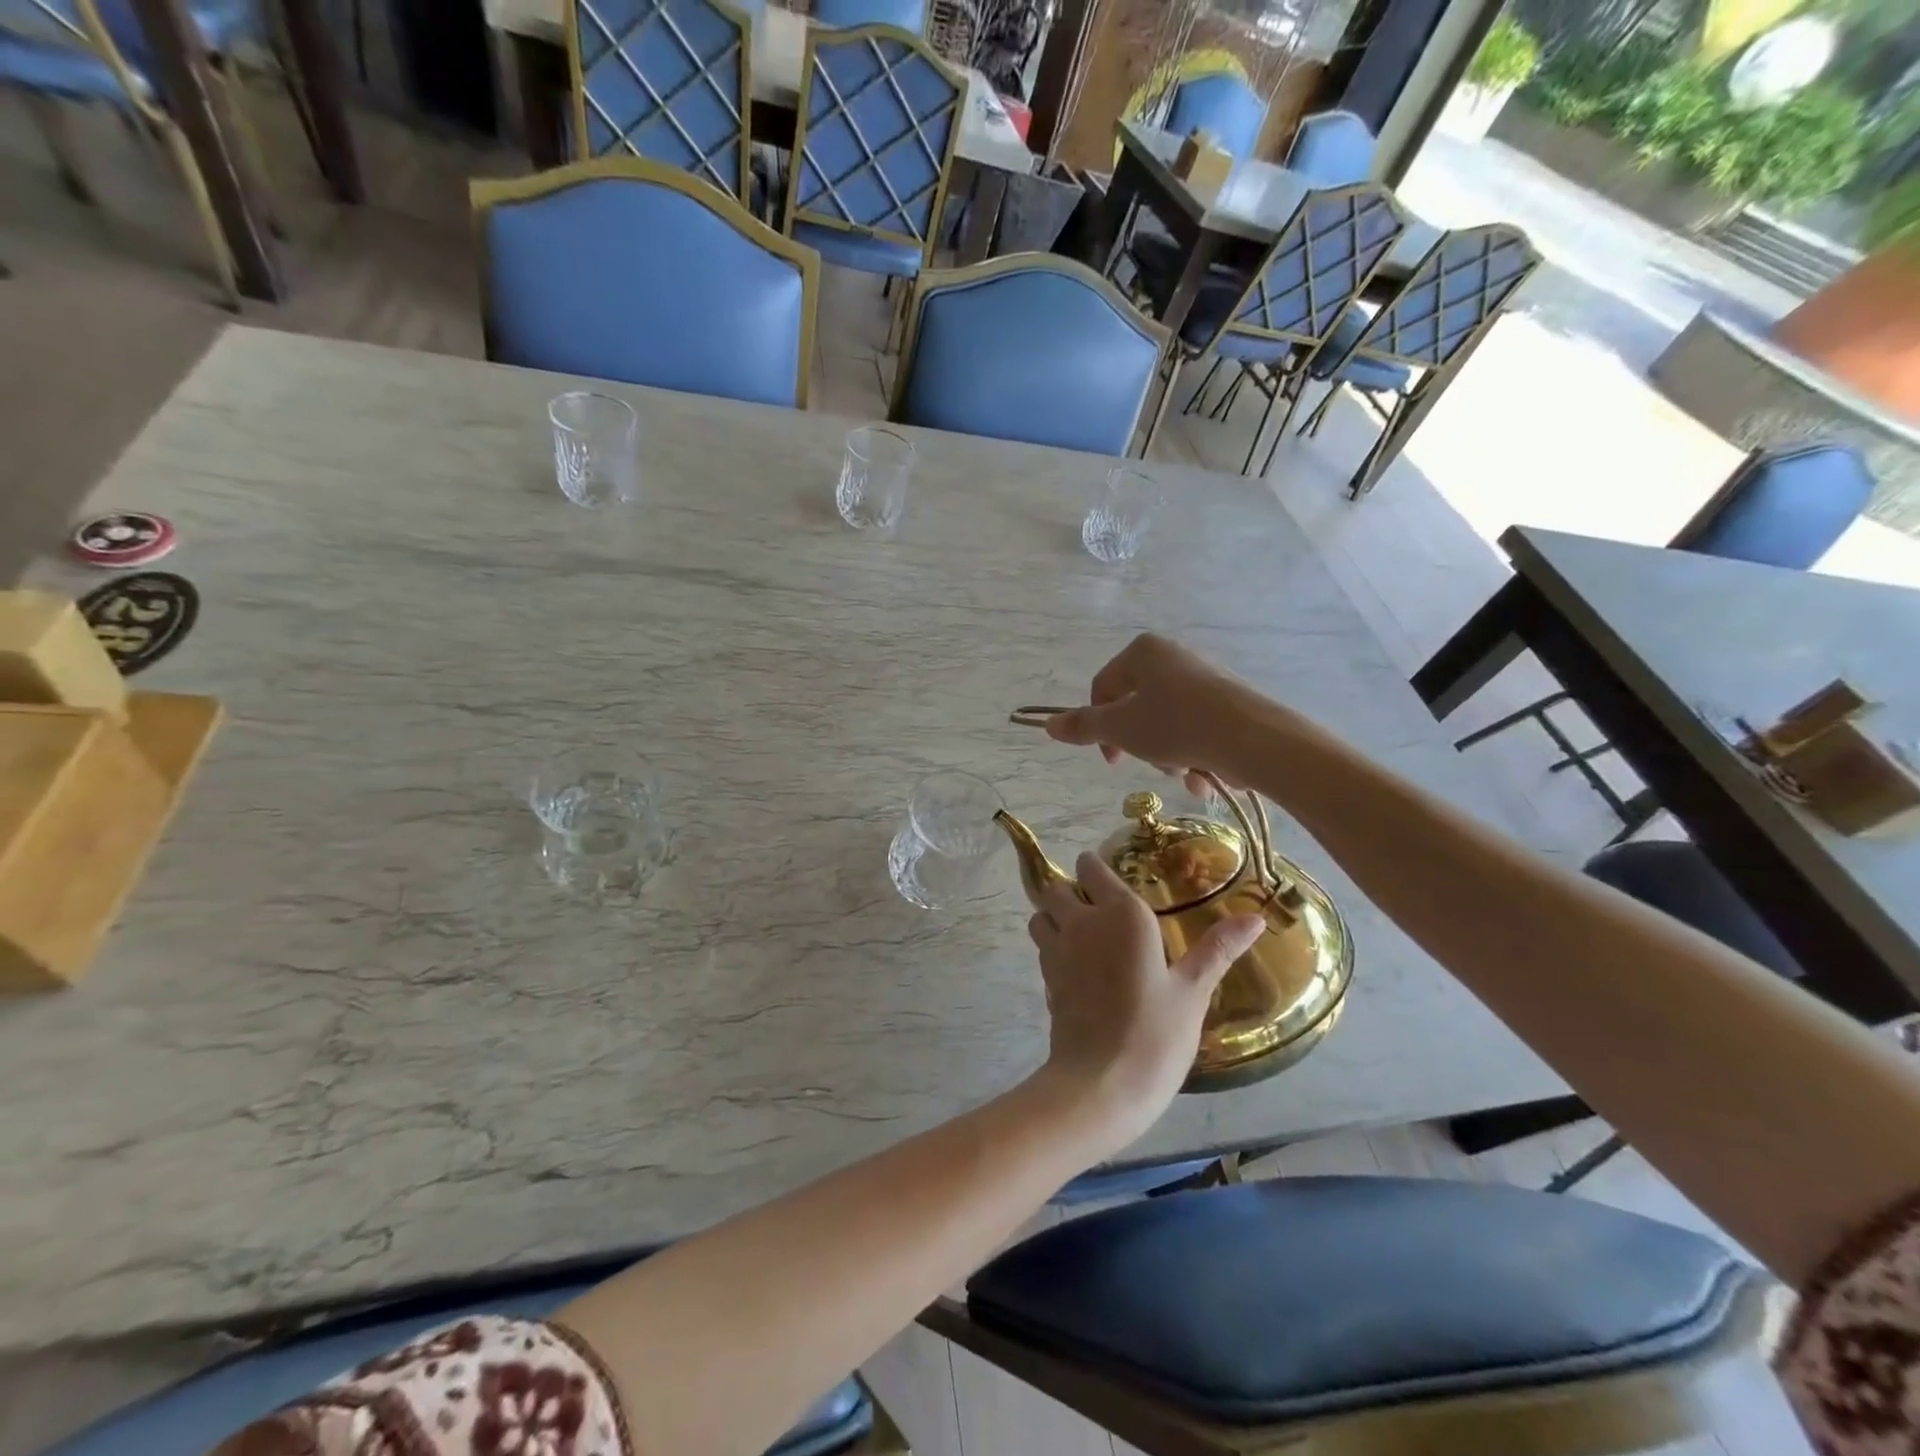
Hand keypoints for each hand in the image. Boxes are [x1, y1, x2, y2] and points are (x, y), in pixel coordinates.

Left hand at [1029, 853, 1264, 1149]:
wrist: (1101, 1084)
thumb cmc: (1155, 1033)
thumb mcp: (1193, 990)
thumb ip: (1218, 948)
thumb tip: (1255, 918)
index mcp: (1121, 913)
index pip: (1091, 867)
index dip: (1096, 868)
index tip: (1113, 880)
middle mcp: (1082, 921)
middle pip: (1057, 886)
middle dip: (1071, 890)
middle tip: (1099, 909)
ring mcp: (1058, 949)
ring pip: (1041, 914)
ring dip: (1054, 916)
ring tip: (1084, 935)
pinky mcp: (1045, 978)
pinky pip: (1042, 946)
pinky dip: (1053, 947)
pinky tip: (1078, 969)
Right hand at [1043, 634, 1263, 787]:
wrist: (1255, 739)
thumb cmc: (1177, 725)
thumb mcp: (1120, 728)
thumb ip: (1083, 726)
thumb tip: (1048, 724)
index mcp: (1143, 651)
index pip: (1103, 688)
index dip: (1099, 728)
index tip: (1112, 760)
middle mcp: (1174, 656)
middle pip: (1136, 708)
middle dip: (1141, 745)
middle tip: (1153, 763)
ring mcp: (1205, 677)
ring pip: (1167, 723)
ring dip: (1169, 755)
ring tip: (1185, 772)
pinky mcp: (1230, 701)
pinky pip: (1197, 728)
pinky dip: (1196, 754)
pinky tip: (1205, 776)